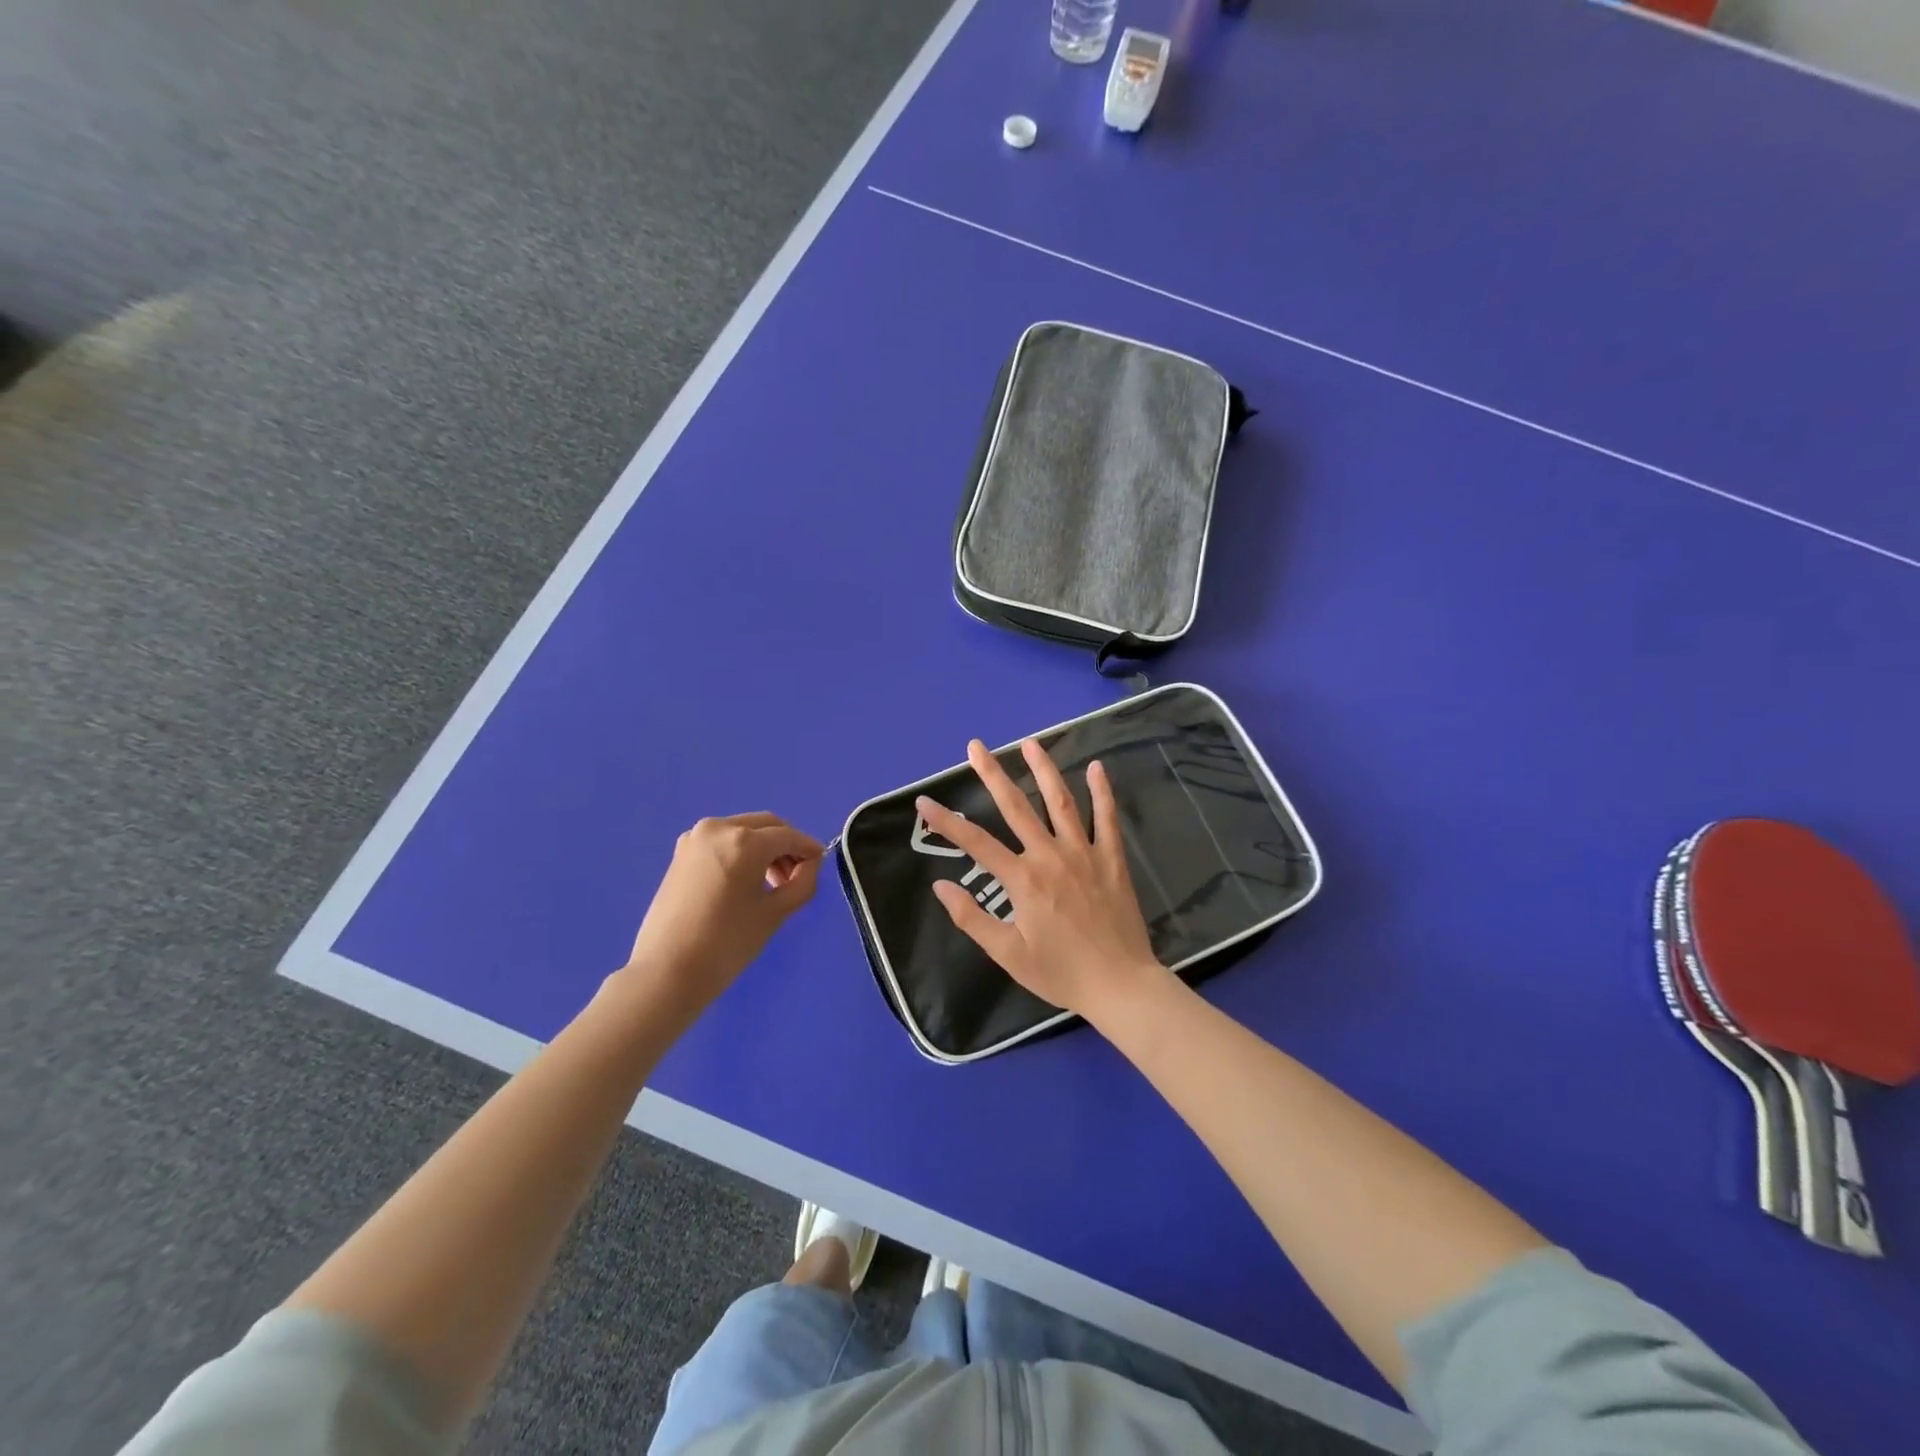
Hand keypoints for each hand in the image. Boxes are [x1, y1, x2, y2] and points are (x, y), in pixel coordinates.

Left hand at [623, 812, 823, 1012]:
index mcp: (744, 841)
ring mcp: (695, 838)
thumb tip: (810, 864)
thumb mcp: (776, 913)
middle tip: (796, 875)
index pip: (788, 836)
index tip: (820, 864)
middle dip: (786, 845)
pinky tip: (745, 880)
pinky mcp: (681, 853)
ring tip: (771, 882)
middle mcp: (719, 828)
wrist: (667, 971)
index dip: (808, 848)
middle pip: (765, 826)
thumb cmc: (727, 943)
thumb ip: (803, 882)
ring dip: (763, 848)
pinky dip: (740, 852)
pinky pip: (722, 842)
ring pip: (743, 831)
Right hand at [917, 740, 1161, 1023]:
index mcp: (1023, 880)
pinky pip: (1108, 818)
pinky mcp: (1112, 859)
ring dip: (1043, 770)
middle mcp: (1051, 856)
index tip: (924, 802)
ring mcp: (1085, 853)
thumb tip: (940, 887)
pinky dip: (1102, 792)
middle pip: (1016, 807)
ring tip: (1029, 743)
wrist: (1120, 985)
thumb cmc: (1060, 973)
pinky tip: (1096, 767)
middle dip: (992, 774)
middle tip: (975, 747)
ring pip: (1061, 802)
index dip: (946, 822)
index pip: (976, 843)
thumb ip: (972, 918)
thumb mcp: (1008, 954)